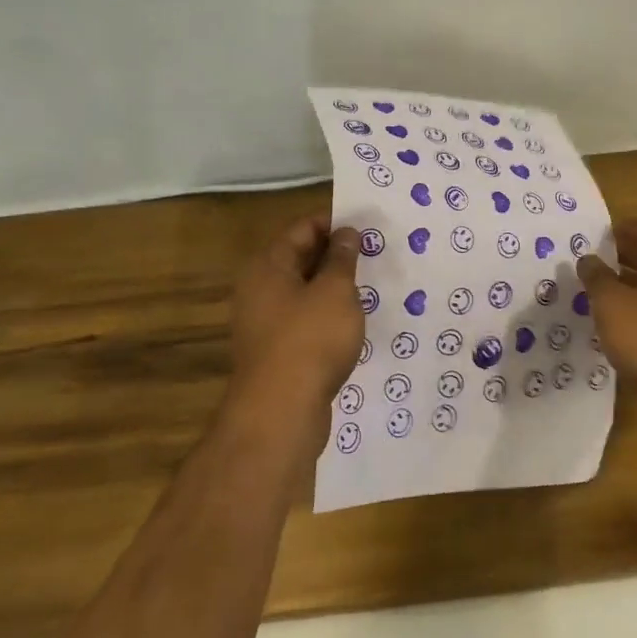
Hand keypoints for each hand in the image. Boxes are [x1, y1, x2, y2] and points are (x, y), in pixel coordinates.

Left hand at [227, 216, 363, 425]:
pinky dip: (328, 314)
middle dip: (337, 254)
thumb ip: (342, 258)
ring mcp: (266, 322)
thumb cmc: (310, 340)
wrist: (281, 414)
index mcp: (268, 266)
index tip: (368, 226)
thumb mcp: (336, 291)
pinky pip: (306, 319)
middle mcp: (260, 289)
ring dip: (335, 286)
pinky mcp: (278, 351)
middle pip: (301, 258)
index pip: (303, 228)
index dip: (335, 223)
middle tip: (376, 252)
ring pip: (305, 291)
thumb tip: (346, 233)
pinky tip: (355, 320)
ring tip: (372, 284)